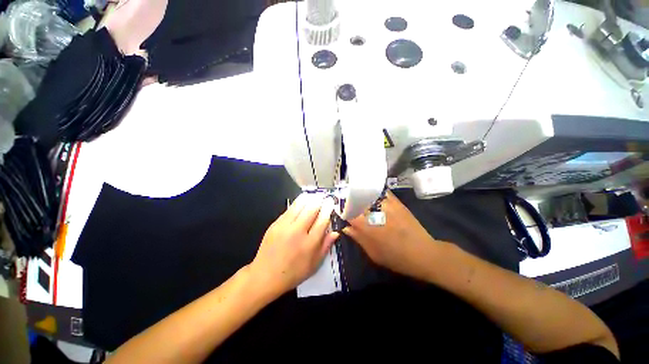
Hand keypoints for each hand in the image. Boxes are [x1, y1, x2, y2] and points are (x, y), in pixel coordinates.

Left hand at [250, 193, 338, 297]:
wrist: (265, 276)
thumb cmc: (293, 273)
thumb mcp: (314, 264)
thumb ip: (325, 246)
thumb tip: (335, 232)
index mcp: (310, 243)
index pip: (322, 220)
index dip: (328, 208)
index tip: (330, 202)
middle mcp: (298, 232)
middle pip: (311, 209)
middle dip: (319, 200)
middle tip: (323, 196)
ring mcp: (285, 226)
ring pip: (299, 205)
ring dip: (308, 198)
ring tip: (313, 195)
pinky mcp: (275, 224)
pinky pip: (289, 209)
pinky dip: (297, 203)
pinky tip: (301, 201)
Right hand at [343, 191, 440, 280]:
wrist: (422, 253)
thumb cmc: (395, 258)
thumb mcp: (372, 253)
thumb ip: (357, 238)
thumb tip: (345, 228)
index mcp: (364, 225)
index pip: (347, 211)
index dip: (342, 209)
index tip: (340, 209)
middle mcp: (372, 211)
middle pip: (355, 200)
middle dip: (350, 201)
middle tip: (349, 203)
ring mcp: (384, 204)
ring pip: (367, 194)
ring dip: (361, 195)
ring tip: (359, 197)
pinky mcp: (395, 202)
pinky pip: (381, 192)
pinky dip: (375, 193)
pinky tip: (373, 196)